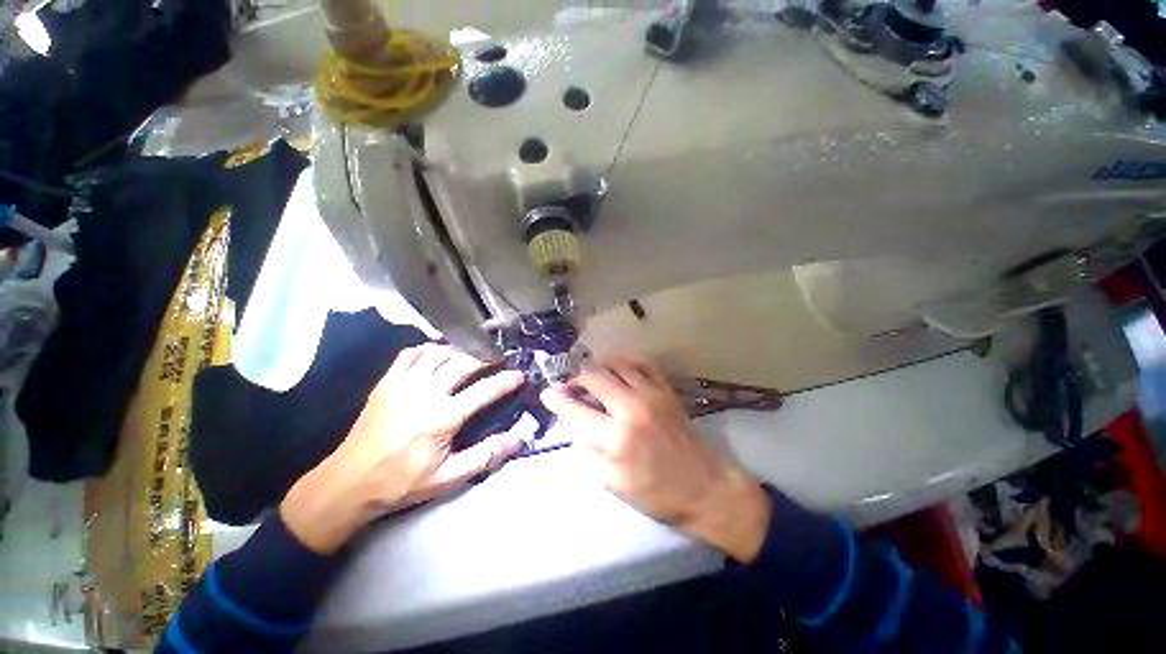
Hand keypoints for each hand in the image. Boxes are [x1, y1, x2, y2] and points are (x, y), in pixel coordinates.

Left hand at [281, 345, 525, 553]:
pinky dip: (429, 349)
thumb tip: (518, 438)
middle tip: (498, 360)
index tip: (519, 375)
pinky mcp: (386, 382)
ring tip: (473, 355)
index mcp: (442, 417)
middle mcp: (424, 393)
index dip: (506, 380)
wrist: (348, 483)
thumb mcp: (448, 477)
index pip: (484, 390)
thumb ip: (486, 455)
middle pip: (463, 362)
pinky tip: (438, 355)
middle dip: (486, 357)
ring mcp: (403, 384)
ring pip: (439, 353)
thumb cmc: (402, 483)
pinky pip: (411, 354)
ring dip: (460, 350)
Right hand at [540, 355, 771, 562]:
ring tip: (590, 372)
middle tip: (568, 382)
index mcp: (615, 437)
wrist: (704, 487)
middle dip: (575, 376)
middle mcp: (631, 408)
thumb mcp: (612, 483)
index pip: (576, 410)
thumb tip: (575, 428)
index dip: (557, 399)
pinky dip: (627, 360)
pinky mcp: (666, 390)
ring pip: (618, 363)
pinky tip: (618, 364)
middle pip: (594, 377)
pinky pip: (644, 364)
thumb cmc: (656, 492)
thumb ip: (588, 453)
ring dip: (599, 364)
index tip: (546, 392)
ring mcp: (652, 394)